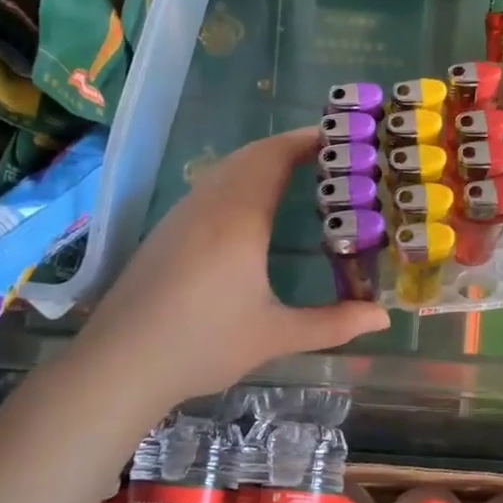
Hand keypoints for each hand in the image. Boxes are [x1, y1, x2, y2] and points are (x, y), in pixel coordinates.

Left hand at [78, 128, 388, 403]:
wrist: (119, 363)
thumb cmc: (202, 344)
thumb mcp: (274, 335)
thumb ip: (333, 323)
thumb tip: (383, 317)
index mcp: (240, 218)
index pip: (276, 157)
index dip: (307, 141)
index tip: (341, 138)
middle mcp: (209, 203)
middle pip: (252, 154)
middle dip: (290, 146)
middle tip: (329, 156)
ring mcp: (182, 213)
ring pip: (227, 167)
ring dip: (262, 160)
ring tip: (298, 174)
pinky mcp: (167, 229)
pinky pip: (211, 184)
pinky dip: (240, 177)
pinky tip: (251, 207)